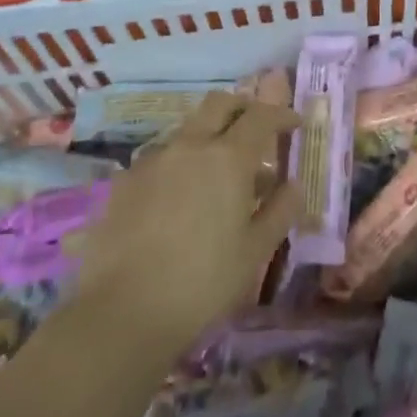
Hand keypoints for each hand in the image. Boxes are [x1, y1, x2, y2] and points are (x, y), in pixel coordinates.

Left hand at [73, 92, 303, 350]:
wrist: (121, 313)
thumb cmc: (202, 282)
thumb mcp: (255, 252)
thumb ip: (280, 210)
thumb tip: (293, 184)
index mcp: (228, 157)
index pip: (261, 116)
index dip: (281, 114)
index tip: (294, 123)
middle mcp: (190, 145)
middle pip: (219, 104)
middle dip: (242, 107)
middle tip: (256, 128)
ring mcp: (153, 160)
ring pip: (188, 129)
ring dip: (209, 136)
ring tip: (218, 172)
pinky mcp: (125, 181)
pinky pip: (161, 158)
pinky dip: (180, 164)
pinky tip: (180, 198)